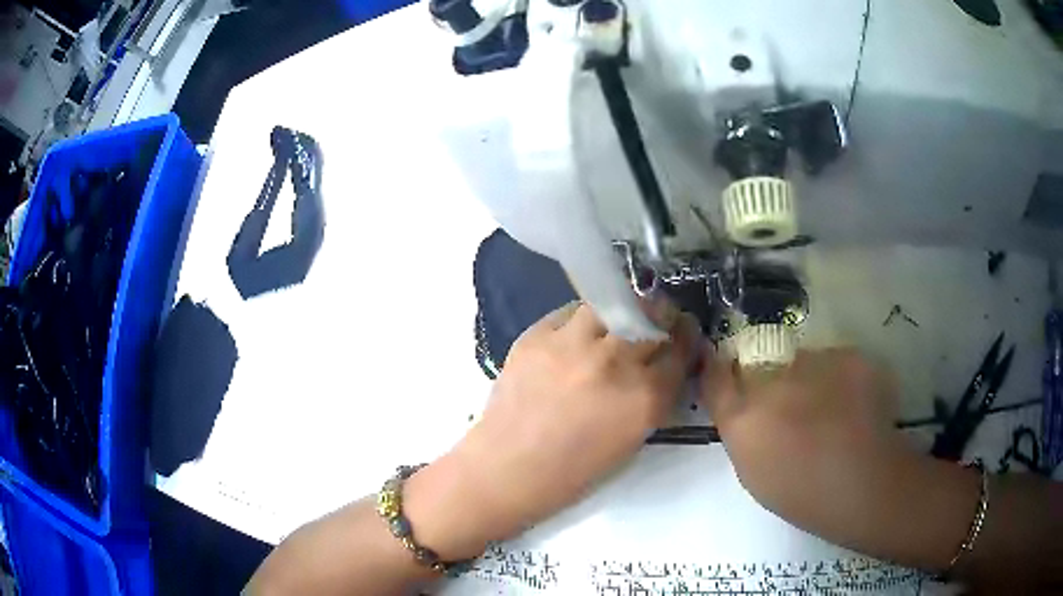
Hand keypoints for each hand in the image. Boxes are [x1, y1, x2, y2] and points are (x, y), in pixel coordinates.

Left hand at [407, 299, 699, 558]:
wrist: (509, 468)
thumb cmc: (574, 470)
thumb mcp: (633, 439)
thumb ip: (654, 397)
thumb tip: (664, 364)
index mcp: (645, 397)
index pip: (681, 350)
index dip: (686, 339)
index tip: (683, 334)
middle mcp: (614, 362)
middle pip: (653, 315)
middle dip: (662, 316)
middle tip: (657, 322)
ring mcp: (573, 343)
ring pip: (612, 304)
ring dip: (622, 311)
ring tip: (617, 323)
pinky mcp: (538, 335)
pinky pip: (571, 312)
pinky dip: (582, 320)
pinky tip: (578, 335)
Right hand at [700, 349, 935, 553]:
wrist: (865, 484)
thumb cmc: (803, 494)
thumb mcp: (755, 473)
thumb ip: (744, 432)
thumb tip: (745, 409)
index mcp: (744, 418)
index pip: (717, 375)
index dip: (718, 368)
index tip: (724, 368)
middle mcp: (772, 382)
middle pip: (762, 365)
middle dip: (771, 380)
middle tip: (795, 408)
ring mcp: (814, 363)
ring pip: (803, 362)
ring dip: (810, 379)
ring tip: (833, 411)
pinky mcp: (848, 356)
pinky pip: (836, 362)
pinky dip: (841, 379)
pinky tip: (855, 406)